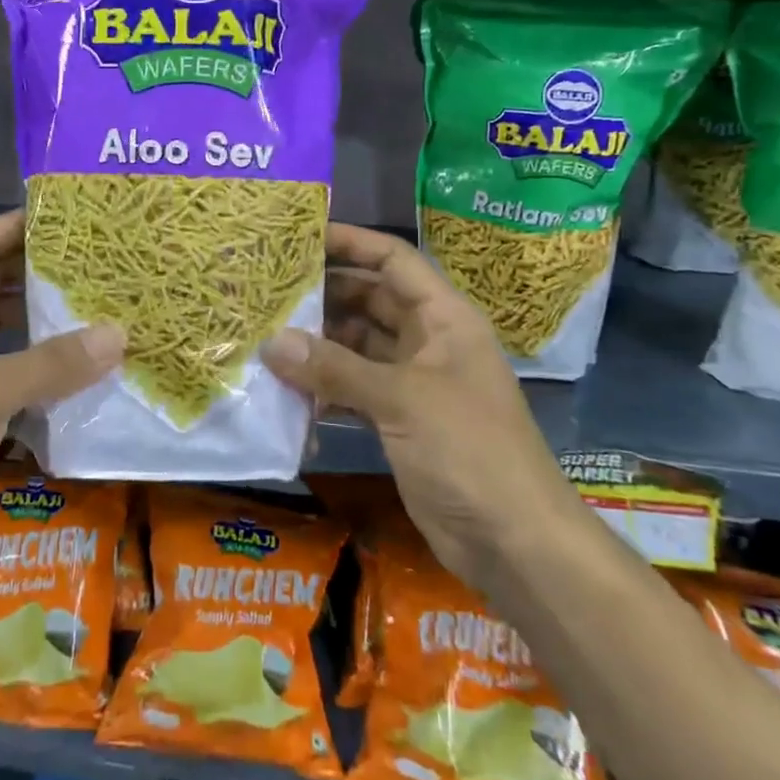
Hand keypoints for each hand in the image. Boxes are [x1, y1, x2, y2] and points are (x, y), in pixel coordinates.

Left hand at [0, 210, 123, 612]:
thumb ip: (52, 363)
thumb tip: (119, 334)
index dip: (17, 224)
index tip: (68, 213)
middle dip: (36, 267)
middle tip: (95, 256)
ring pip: (0, 323)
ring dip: (39, 313)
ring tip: (95, 298)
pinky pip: (5, 362)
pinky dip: (36, 356)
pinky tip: (76, 356)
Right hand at [260, 223, 578, 575]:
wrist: (515, 542)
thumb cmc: (470, 451)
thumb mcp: (403, 400)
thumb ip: (335, 369)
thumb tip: (271, 342)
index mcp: (444, 318)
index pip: (394, 261)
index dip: (351, 243)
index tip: (301, 236)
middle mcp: (428, 341)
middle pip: (370, 301)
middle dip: (324, 294)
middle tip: (268, 289)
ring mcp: (414, 382)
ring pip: (358, 347)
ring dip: (318, 343)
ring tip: (264, 334)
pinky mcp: (400, 420)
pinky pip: (354, 388)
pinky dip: (324, 386)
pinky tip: (286, 388)